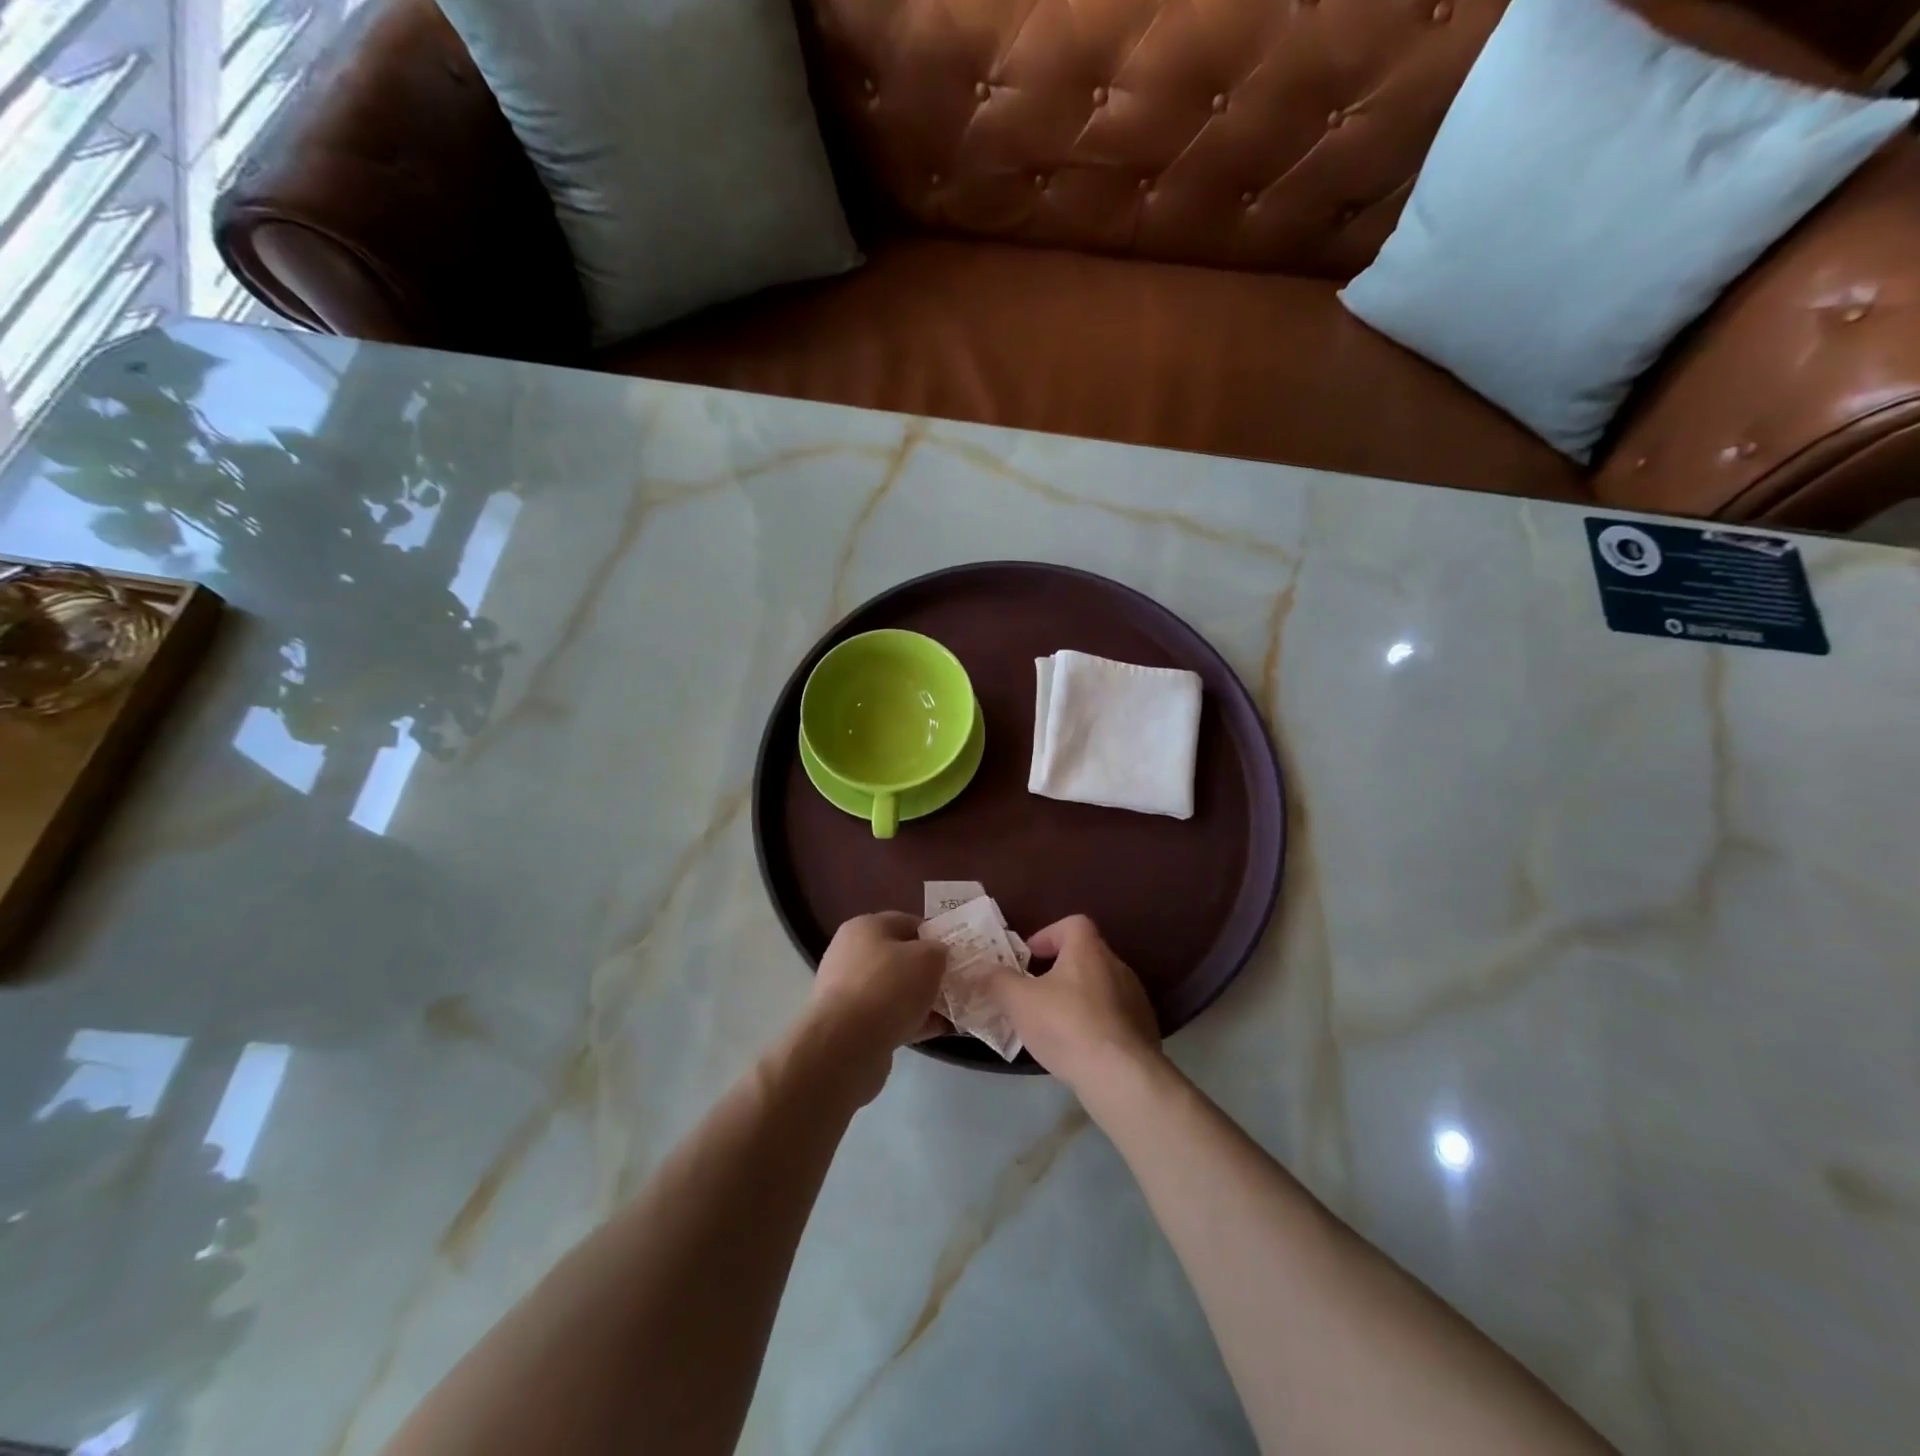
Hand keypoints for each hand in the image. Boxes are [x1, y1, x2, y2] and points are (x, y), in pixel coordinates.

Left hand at [800, 913, 948, 1096]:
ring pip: (895, 990)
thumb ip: (939, 951)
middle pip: (900, 958)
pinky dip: (911, 1022)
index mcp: (865, 927)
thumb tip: (938, 957)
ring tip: (952, 1011)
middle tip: (955, 983)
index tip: (956, 953)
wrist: (847, 1045)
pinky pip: (888, 1017)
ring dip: (922, 1000)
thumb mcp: (928, 958)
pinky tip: (936, 1031)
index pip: (907, 922)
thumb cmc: (889, 987)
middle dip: (929, 971)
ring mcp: (848, 992)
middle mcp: (851, 955)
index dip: (934, 935)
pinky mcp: (850, 1025)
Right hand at [979, 915, 1161, 1091]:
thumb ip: (996, 981)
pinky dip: (1094, 1023)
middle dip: (1058, 970)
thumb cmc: (1066, 1026)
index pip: (1071, 924)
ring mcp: (1135, 998)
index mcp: (1089, 949)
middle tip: (1034, 993)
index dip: (1047, 935)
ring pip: (1099, 987)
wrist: (1120, 1076)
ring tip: (1053, 1024)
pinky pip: (1113, 1016)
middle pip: (1084, 956)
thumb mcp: (1019, 1001)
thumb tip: (978, 969)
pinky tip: (1078, 1047)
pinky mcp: (1143, 1029)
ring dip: (1077, 998)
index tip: (1028, 958)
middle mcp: (1116, 965)